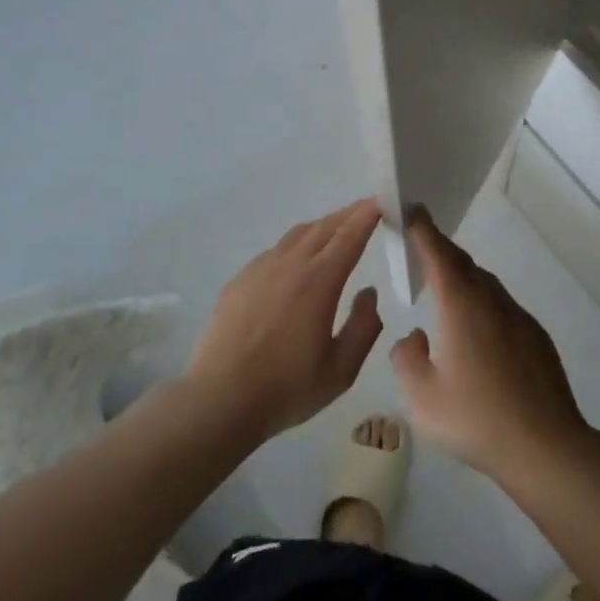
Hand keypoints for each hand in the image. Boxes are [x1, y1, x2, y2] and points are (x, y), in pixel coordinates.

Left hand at [185, 199, 384, 439]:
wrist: (219, 399)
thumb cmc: (286, 388)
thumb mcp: (341, 370)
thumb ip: (363, 328)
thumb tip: (369, 293)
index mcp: (320, 280)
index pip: (349, 236)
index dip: (367, 215)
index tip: (381, 201)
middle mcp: (291, 264)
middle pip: (324, 227)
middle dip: (348, 215)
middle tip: (365, 209)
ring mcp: (261, 268)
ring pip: (298, 234)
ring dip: (322, 226)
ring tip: (335, 230)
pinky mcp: (240, 279)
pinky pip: (275, 251)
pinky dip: (296, 244)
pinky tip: (296, 262)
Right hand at [390, 211, 593, 485]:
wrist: (546, 446)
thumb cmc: (477, 419)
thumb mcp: (423, 398)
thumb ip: (407, 359)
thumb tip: (414, 337)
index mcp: (461, 306)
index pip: (438, 254)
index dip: (423, 229)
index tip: (412, 209)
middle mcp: (491, 300)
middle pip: (463, 263)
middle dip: (441, 249)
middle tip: (422, 245)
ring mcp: (519, 316)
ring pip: (486, 283)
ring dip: (463, 277)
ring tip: (446, 289)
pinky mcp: (536, 336)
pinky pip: (503, 306)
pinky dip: (484, 302)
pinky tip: (479, 333)